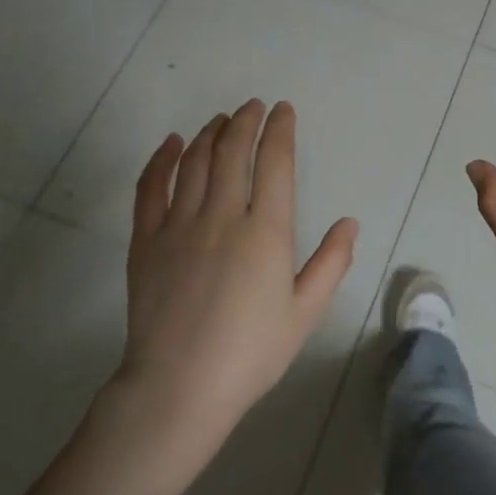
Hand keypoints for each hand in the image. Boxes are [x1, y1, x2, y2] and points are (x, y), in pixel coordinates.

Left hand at [25, 99, 356, 494]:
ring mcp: (179, 225)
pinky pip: (151, 187)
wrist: (179, 388)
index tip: (283, 111)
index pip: (275, 163)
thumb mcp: (305, 312)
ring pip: (196, 162)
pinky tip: (173, 144)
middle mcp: (222, 216)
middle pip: (233, 152)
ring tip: (221, 119)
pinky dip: (163, 159)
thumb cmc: (251, 353)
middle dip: (245, 121)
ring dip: (211, 133)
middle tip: (252, 107)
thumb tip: (349, 221)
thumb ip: (331, 263)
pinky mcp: (146, 240)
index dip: (279, 131)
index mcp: (266, 232)